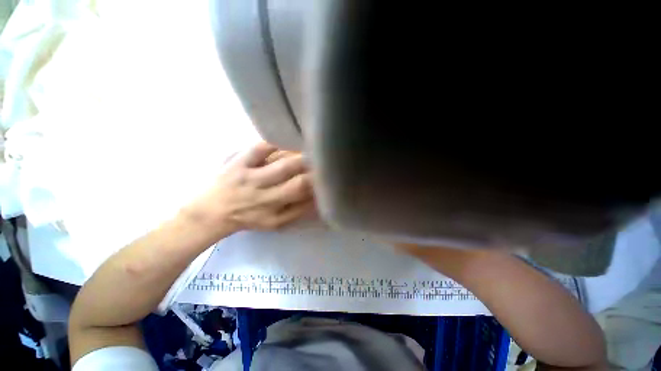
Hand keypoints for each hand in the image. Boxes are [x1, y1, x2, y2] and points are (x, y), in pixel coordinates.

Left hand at [183, 142, 312, 233]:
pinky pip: (259, 149)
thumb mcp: (275, 223)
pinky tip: (287, 138)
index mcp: (275, 214)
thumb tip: (318, 197)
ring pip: (283, 165)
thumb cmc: (248, 218)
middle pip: (298, 183)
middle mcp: (265, 197)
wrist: (210, 213)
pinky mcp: (237, 163)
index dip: (319, 185)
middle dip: (315, 170)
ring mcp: (251, 178)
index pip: (303, 196)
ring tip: (312, 149)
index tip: (328, 176)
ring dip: (302, 157)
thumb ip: (298, 211)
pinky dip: (275, 141)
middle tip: (325, 160)